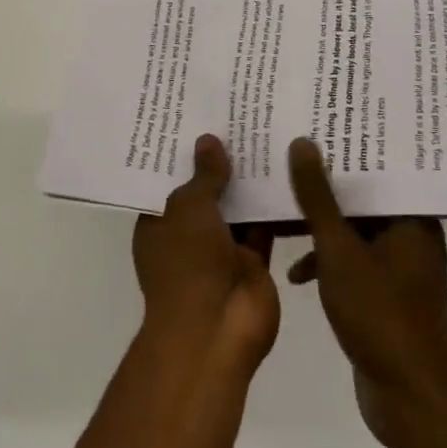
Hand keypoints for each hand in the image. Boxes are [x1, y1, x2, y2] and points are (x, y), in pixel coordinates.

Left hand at [133, 135, 279, 373]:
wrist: (217, 331)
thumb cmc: (187, 263)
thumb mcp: (189, 208)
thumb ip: (203, 175)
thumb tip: (208, 140)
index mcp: (159, 222)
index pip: (168, 180)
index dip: (183, 153)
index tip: (198, 117)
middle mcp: (188, 234)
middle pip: (206, 191)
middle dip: (220, 162)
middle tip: (238, 116)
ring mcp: (221, 250)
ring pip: (237, 207)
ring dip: (249, 181)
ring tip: (265, 132)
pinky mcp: (253, 261)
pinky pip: (263, 226)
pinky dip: (273, 205)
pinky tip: (287, 168)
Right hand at [286, 138, 446, 447]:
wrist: (409, 400)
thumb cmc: (379, 315)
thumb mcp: (338, 250)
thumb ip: (318, 197)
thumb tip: (303, 142)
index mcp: (412, 219)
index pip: (380, 166)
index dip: (347, 147)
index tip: (316, 126)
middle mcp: (411, 235)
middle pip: (363, 196)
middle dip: (325, 184)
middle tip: (289, 159)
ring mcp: (400, 266)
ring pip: (354, 229)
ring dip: (321, 225)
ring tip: (281, 210)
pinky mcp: (386, 293)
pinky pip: (353, 259)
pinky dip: (327, 259)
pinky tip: (296, 272)